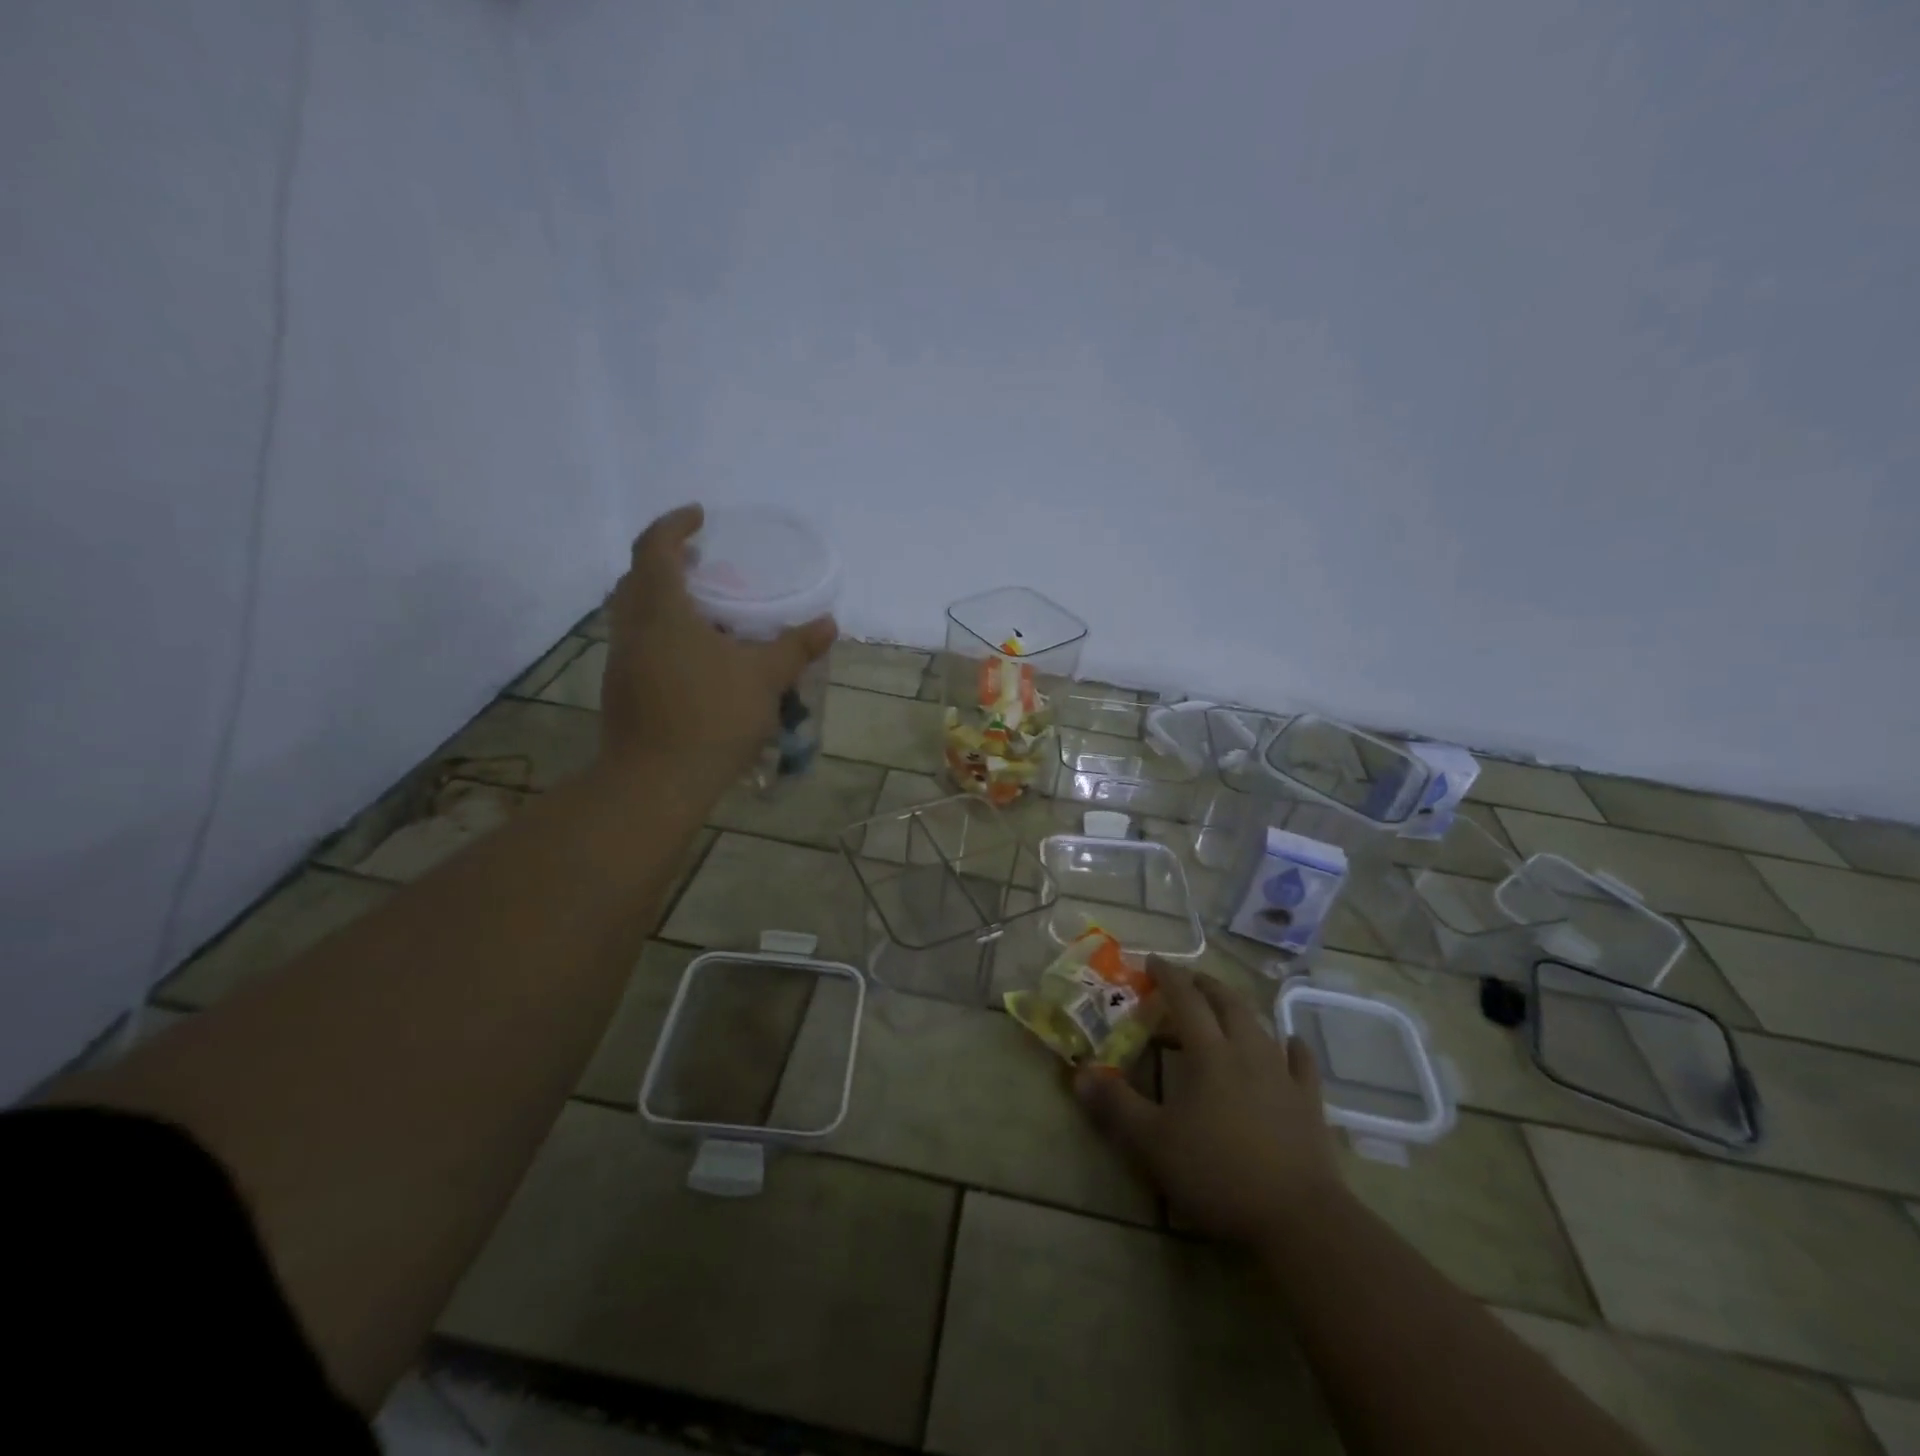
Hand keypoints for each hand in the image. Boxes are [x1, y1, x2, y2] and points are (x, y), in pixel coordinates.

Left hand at [597, 504, 836, 788]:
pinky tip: (695, 657)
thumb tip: (829, 623)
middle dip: (665, 561)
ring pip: (634, 614)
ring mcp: (622, 662)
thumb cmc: (712, 718)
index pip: (654, 549)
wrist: (656, 782)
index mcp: (662, 612)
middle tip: (700, 561)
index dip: (674, 525)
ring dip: (662, 599)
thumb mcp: (765, 678)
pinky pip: (640, 643)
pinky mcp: (623, 691)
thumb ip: (796, 646)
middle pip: (636, 579)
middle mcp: (633, 629)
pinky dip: (662, 632)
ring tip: (704, 609)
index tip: (700, 516)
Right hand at [1075, 962, 1346, 1248]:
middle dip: (1203, 985)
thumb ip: (1116, 1106)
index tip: (1152, 961)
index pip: (1185, 999)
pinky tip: (1290, 1043)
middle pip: (1225, 1003)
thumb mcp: (1153, 1143)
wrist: (1298, 1218)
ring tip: (1224, 1008)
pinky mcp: (1309, 1102)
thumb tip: (1079, 1075)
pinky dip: (1293, 1047)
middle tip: (1186, 980)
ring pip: (1259, 1026)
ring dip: (1237, 1009)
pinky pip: (1301, 1063)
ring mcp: (1282, 1075)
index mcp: (1208, 1053)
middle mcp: (1246, 1051)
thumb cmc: (1218, 1173)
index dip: (1168, 976)